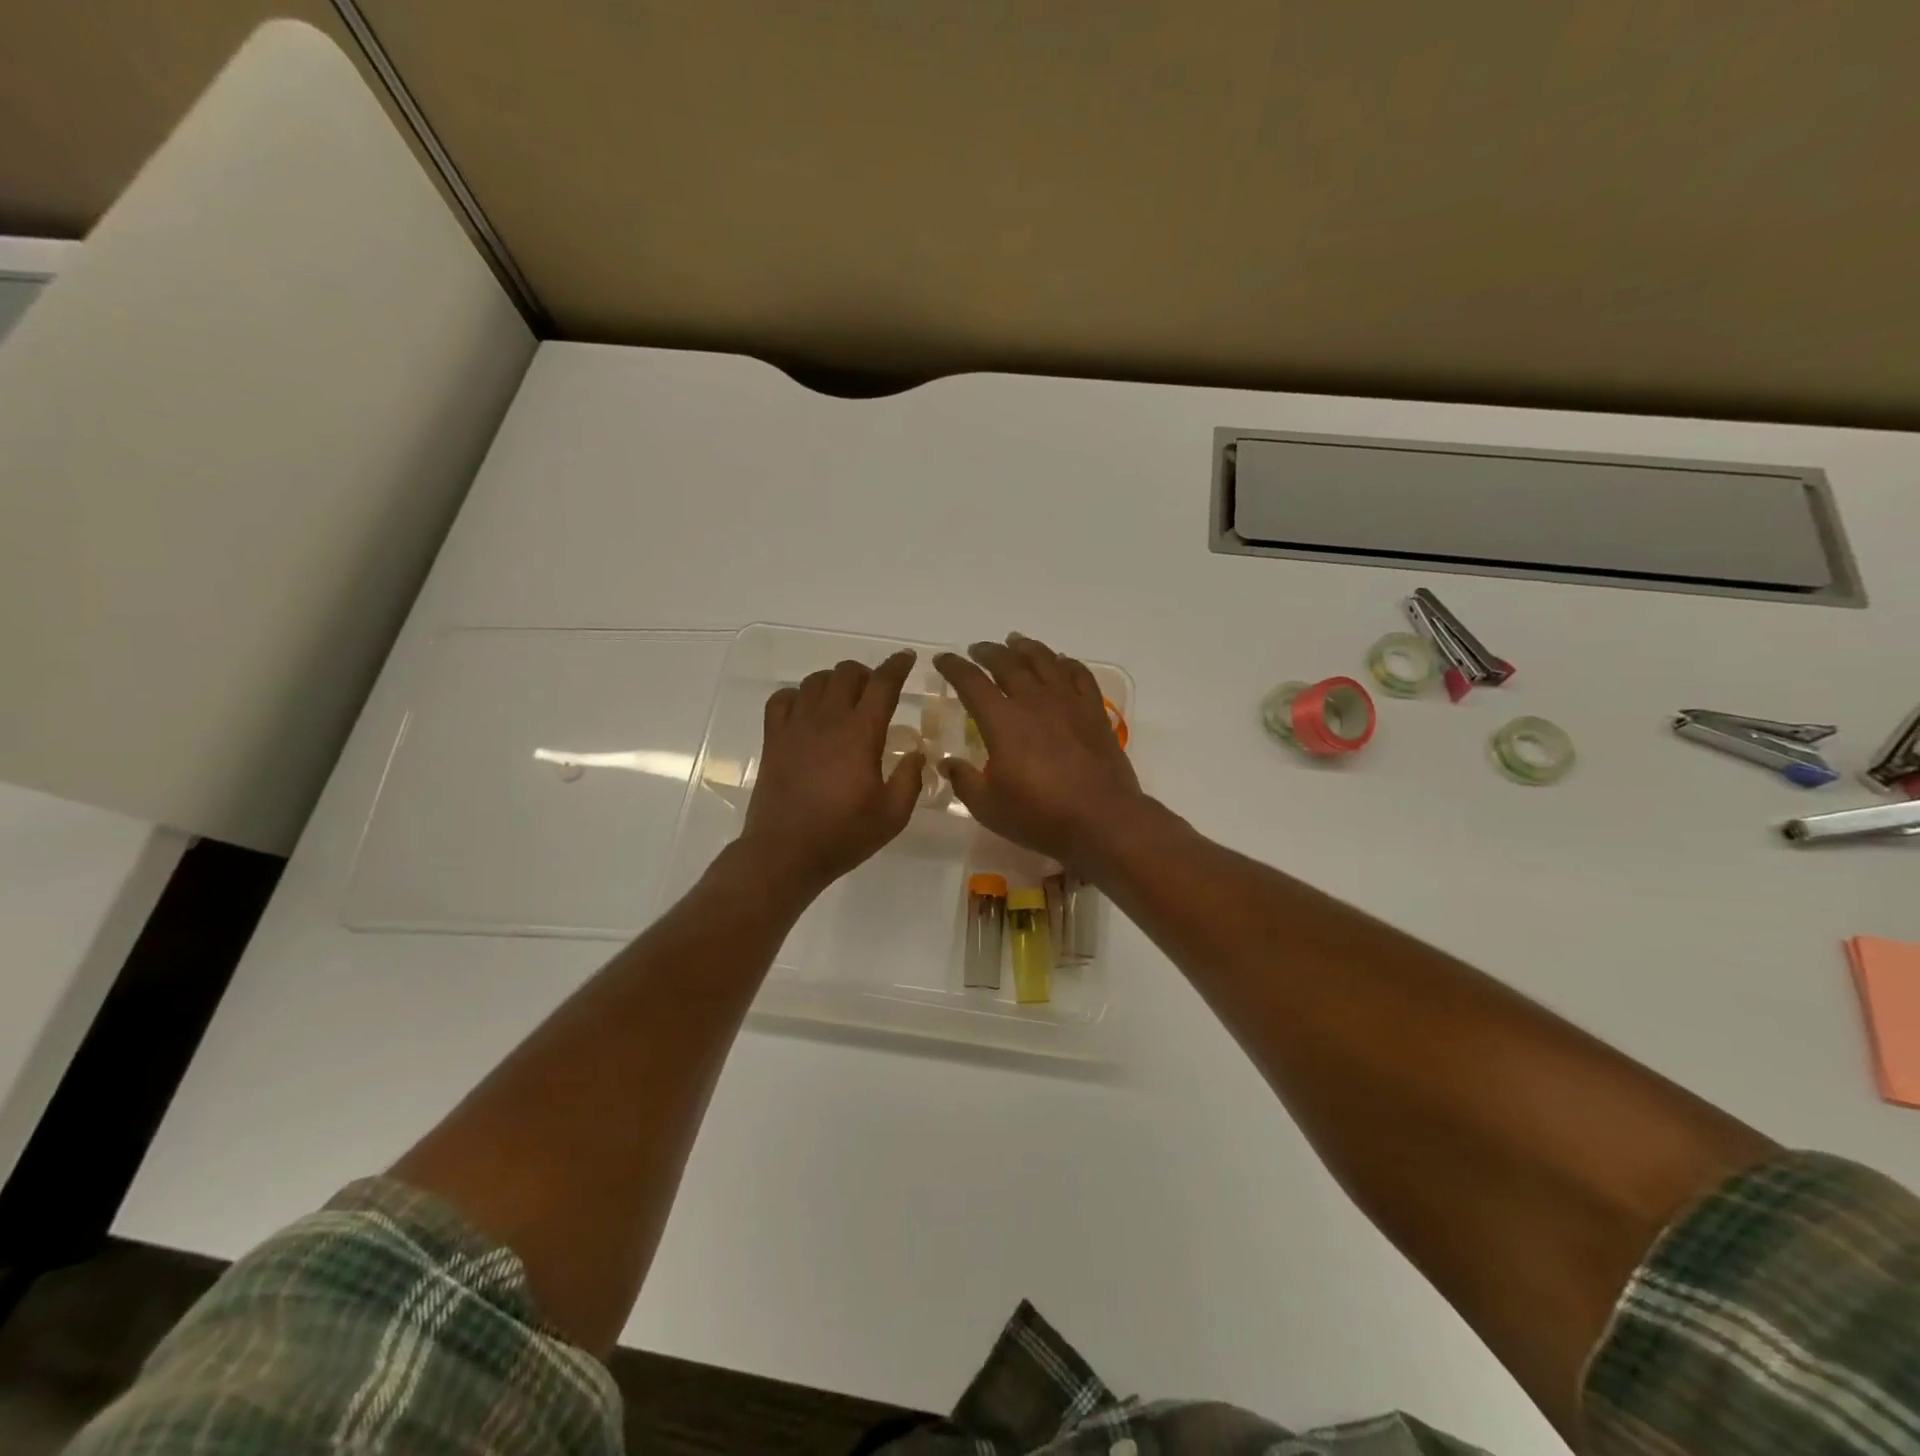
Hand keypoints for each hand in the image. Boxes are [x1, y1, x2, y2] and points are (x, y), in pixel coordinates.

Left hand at [741, 651, 924, 895]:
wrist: (785, 852)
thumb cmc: (843, 835)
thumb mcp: (893, 815)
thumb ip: (910, 779)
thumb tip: (916, 753)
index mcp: (861, 733)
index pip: (883, 684)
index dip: (898, 666)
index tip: (908, 658)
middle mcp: (828, 720)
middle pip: (846, 673)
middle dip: (866, 673)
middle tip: (876, 690)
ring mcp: (796, 726)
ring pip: (815, 681)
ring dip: (834, 681)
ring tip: (844, 699)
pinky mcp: (773, 739)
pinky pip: (781, 699)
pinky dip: (797, 695)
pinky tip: (806, 710)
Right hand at [934, 633, 1146, 867]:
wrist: (1102, 820)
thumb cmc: (1040, 816)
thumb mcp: (988, 807)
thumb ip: (964, 781)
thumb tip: (947, 763)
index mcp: (1003, 721)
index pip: (971, 682)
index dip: (954, 667)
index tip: (943, 659)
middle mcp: (1034, 702)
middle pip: (1008, 664)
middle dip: (988, 652)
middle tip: (977, 649)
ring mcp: (1068, 703)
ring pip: (1045, 661)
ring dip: (1026, 648)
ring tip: (1014, 641)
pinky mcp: (1094, 712)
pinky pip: (1080, 675)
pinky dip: (1066, 663)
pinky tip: (1061, 662)